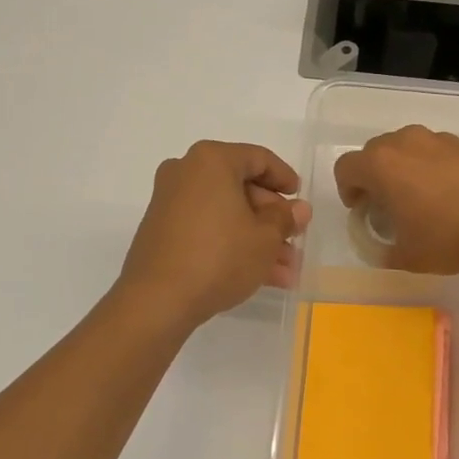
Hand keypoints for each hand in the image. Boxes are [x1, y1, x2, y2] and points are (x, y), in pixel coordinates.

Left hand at [118, 141, 312, 326]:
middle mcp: (186, 172)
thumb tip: (299, 209)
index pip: (258, 158)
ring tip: (285, 270)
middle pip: (241, 188)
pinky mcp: (162, 231)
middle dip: (272, 219)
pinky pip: (207, 228)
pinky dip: (232, 244)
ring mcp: (170, 202)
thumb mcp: (265, 238)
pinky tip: (260, 276)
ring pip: (226, 214)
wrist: (158, 300)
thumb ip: (285, 218)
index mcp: (212, 160)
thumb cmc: (220, 257)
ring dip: (257, 238)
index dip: (285, 178)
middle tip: (294, 240)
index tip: (300, 200)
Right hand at [333, 125, 458, 274]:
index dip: (347, 189)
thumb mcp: (408, 257)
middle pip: (376, 151)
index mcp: (381, 165)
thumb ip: (386, 251)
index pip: (346, 167)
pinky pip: (439, 152)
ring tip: (423, 198)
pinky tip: (454, 195)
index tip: (362, 210)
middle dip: (375, 176)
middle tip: (388, 204)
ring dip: (406, 168)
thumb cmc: (448, 237)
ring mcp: (439, 139)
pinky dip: (436, 168)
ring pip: (409, 148)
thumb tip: (385, 251)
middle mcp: (406, 142)